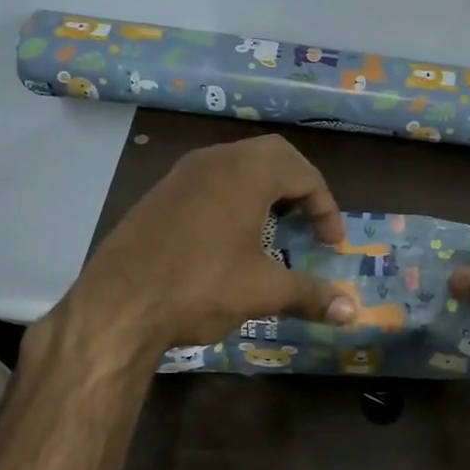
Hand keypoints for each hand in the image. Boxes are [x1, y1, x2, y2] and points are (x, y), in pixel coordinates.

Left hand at [61, 134, 356, 352]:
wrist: (118, 305)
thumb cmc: (201, 287)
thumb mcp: (264, 292)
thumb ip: (311, 295)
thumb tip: (352, 312)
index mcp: (247, 173)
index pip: (303, 173)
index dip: (326, 208)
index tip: (332, 244)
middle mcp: (215, 161)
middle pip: (272, 156)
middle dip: (299, 186)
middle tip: (309, 221)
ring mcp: (182, 175)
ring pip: (237, 165)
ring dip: (265, 190)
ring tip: (275, 228)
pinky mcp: (160, 195)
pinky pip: (210, 181)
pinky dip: (234, 198)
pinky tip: (231, 238)